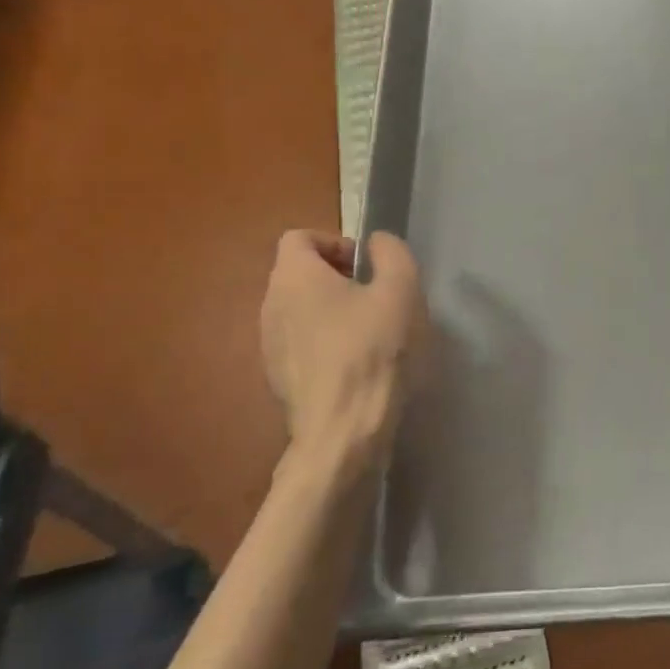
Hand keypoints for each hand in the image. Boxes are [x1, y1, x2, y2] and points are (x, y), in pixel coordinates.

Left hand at [259, 230, 423, 460]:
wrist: (343, 430)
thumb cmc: (373, 350)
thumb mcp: (401, 290)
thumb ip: (391, 253)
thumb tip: (377, 242)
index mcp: (294, 277)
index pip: (299, 237)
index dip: (335, 242)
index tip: (366, 266)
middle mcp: (270, 305)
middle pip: (298, 274)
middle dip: (336, 277)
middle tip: (374, 296)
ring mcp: (268, 345)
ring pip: (298, 310)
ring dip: (330, 310)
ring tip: (368, 332)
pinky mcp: (276, 378)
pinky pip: (298, 343)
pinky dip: (323, 342)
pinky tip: (354, 363)